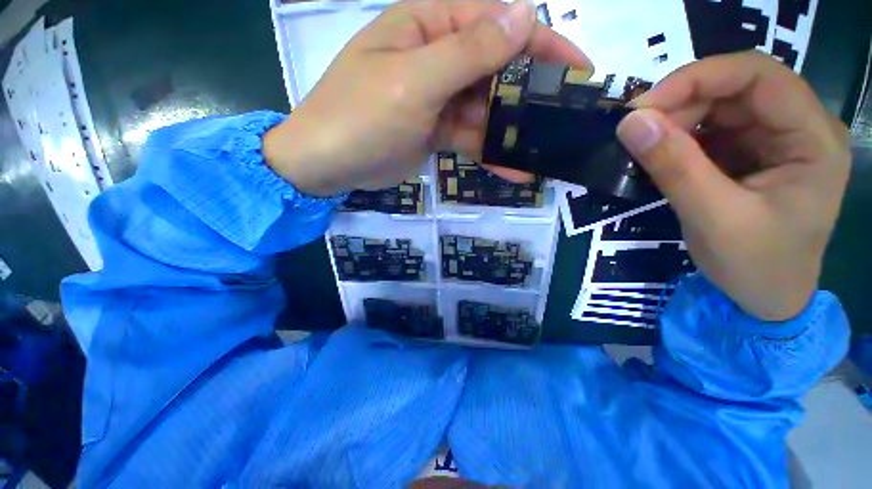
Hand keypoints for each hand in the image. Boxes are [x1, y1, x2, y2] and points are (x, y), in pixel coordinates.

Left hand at [263, 0, 589, 195]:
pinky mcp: (436, 131)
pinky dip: (492, 153)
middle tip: (564, 119)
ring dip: (513, 131)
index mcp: (430, 27)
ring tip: (544, 152)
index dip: (540, 43)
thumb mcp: (414, 81)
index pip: (498, 24)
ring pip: (486, 110)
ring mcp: (439, 99)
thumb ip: (468, 51)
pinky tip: (513, 170)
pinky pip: (472, 138)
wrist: (329, 162)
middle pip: (496, 69)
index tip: (578, 69)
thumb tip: (523, 13)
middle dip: (530, 93)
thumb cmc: (361, 116)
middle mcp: (438, 58)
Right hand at [617, 51, 850, 320]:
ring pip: (720, 106)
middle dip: (682, 103)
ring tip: (645, 148)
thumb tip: (629, 123)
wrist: (767, 298)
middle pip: (736, 88)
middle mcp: (799, 127)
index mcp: (813, 138)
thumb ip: (674, 167)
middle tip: (636, 132)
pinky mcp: (751, 154)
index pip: (758, 75)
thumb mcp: (713, 219)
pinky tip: (661, 156)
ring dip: (676, 122)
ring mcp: (774, 140)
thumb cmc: (755, 266)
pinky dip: (680, 138)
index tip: (643, 106)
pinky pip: (711, 130)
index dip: (698, 78)